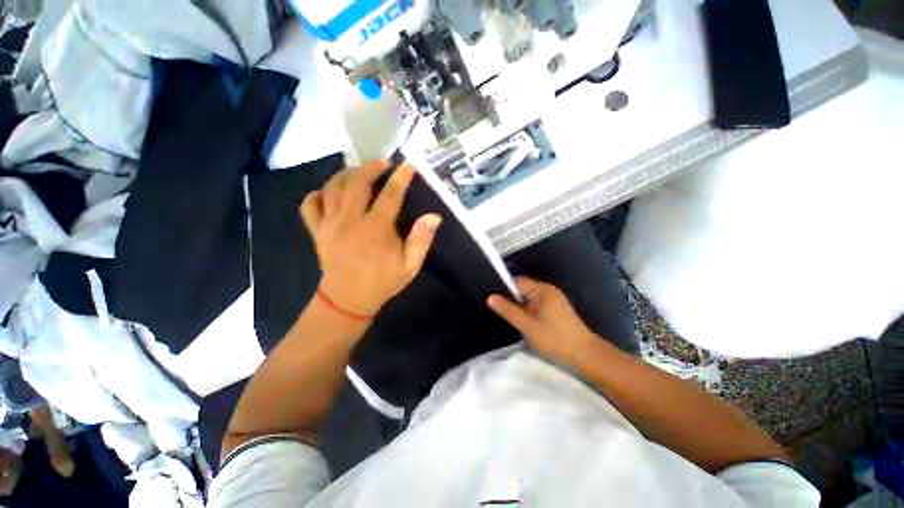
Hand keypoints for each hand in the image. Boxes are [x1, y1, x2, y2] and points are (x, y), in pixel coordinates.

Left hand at [300, 160, 441, 317]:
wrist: (347, 301)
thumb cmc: (382, 282)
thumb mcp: (410, 266)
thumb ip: (421, 241)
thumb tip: (434, 217)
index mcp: (375, 230)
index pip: (390, 195)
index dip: (401, 178)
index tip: (409, 165)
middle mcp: (349, 221)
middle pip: (357, 183)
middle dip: (371, 167)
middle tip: (383, 163)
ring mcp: (329, 225)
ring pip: (332, 187)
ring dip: (347, 173)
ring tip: (360, 170)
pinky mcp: (316, 231)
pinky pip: (310, 204)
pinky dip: (318, 193)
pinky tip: (330, 191)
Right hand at [487, 277, 598, 365]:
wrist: (587, 358)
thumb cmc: (555, 340)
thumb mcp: (527, 326)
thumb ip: (508, 310)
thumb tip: (490, 297)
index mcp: (543, 290)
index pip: (517, 281)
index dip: (504, 289)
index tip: (492, 300)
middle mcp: (549, 291)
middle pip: (523, 289)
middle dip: (511, 299)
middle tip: (498, 312)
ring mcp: (554, 301)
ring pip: (529, 299)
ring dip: (519, 308)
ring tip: (509, 319)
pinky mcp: (556, 311)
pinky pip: (536, 306)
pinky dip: (528, 313)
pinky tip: (523, 324)